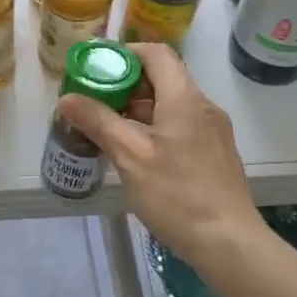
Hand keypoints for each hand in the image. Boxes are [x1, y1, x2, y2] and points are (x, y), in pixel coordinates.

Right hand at [56, 43, 260, 264]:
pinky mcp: (215, 152)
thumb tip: (68, 99)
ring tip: (109, 127)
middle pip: (163, 78)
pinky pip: (182, 125)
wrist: (228, 242)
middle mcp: (203, 106)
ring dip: (140, 109)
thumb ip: (99, 122)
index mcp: (184, 98)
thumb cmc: (177, 195)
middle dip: (127, 85)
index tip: (97, 68)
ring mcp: (213, 131)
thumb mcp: (130, 157)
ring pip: (172, 105)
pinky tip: (137, 152)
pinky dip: (156, 127)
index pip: (156, 54)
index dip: (126, 53)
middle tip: (95, 100)